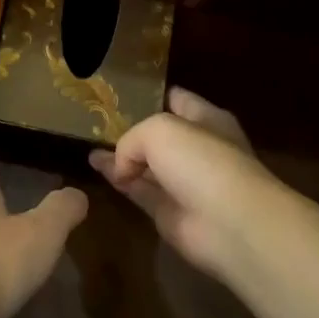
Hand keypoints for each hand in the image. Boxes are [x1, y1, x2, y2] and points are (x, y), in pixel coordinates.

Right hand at [90, 88, 277, 279]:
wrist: (229, 223)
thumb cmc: (202, 162)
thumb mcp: (159, 130)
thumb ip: (132, 138)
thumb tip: (122, 166)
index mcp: (207, 119)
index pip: (177, 100)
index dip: (150, 95)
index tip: (118, 94)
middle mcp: (197, 149)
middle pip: (159, 135)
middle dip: (131, 128)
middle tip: (96, 121)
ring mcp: (184, 182)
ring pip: (145, 164)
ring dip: (119, 156)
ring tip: (89, 145)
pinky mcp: (169, 212)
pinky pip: (139, 190)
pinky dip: (118, 180)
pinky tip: (95, 166)